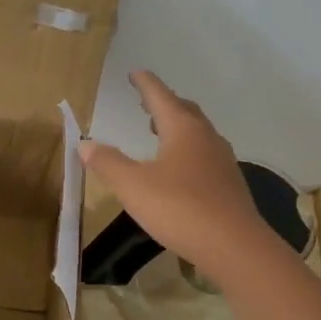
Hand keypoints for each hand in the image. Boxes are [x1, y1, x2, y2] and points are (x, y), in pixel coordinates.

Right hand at [80, 72, 273, 282]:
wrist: (234, 246)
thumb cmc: (179, 208)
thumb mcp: (133, 186)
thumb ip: (108, 163)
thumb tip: (86, 143)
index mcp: (183, 129)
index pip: (161, 96)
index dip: (145, 84)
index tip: (135, 73)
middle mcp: (206, 137)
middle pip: (184, 110)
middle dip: (164, 103)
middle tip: (145, 103)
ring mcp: (222, 161)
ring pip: (198, 133)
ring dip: (178, 126)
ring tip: (160, 133)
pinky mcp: (229, 184)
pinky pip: (205, 154)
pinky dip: (188, 150)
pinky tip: (180, 169)